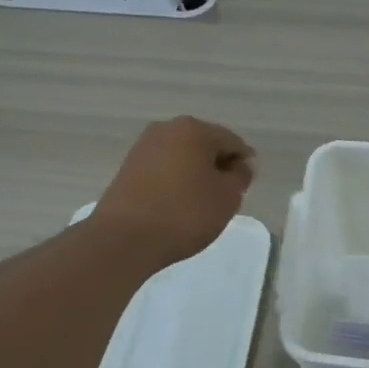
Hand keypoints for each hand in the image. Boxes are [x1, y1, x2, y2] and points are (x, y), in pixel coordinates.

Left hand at [93, 116, 256, 266]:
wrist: (125, 238)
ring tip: (198, 207)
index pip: (232, 142)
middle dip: (217, 169)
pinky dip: (174, 184)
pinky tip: (176, 207)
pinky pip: (163, 170)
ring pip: (182, 158)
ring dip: (195, 177)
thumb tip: (242, 163)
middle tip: (222, 200)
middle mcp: (167, 129)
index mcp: (194, 129)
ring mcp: (143, 147)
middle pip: (205, 146)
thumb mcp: (227, 197)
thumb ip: (240, 176)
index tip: (243, 192)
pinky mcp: (128, 168)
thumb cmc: (185, 213)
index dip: (244, 166)